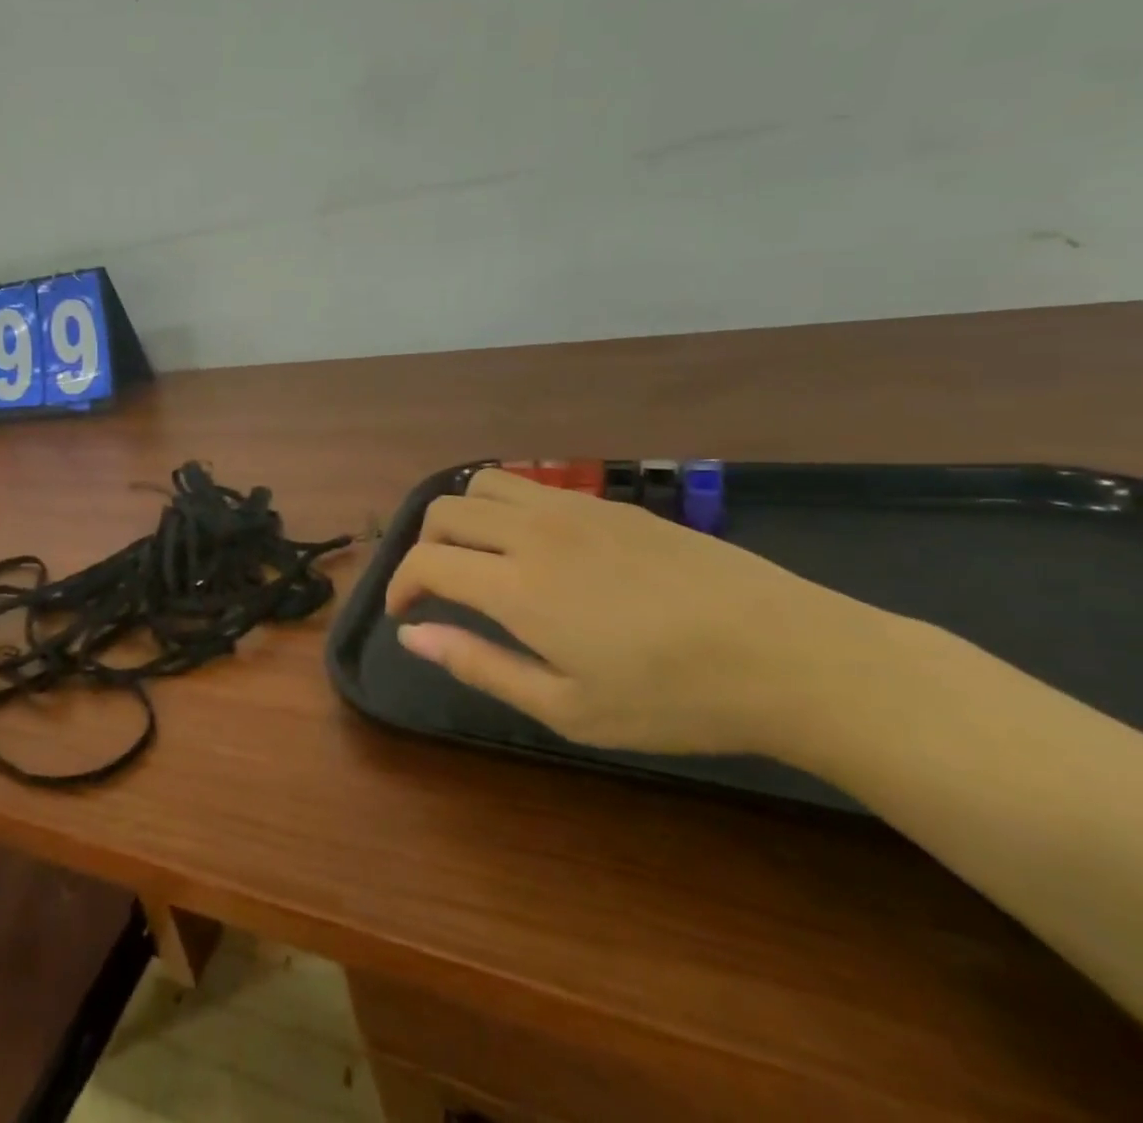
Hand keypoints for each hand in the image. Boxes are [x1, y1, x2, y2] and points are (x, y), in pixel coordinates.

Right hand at [386, 469, 901, 755]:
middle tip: (436, 588)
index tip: (405, 614)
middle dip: (422, 546)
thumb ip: (480, 665)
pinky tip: (534, 547)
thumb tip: (412, 636)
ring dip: (461, 515)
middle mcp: (534, 532)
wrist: (790, 654)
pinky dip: (504, 507)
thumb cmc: (675, 698)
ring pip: (483, 483)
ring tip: (476, 556)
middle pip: (444, 510)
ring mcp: (574, 509)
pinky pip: (531, 485)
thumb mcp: (568, 708)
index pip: (427, 561)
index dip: (401, 585)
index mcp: (518, 586)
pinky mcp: (609, 503)